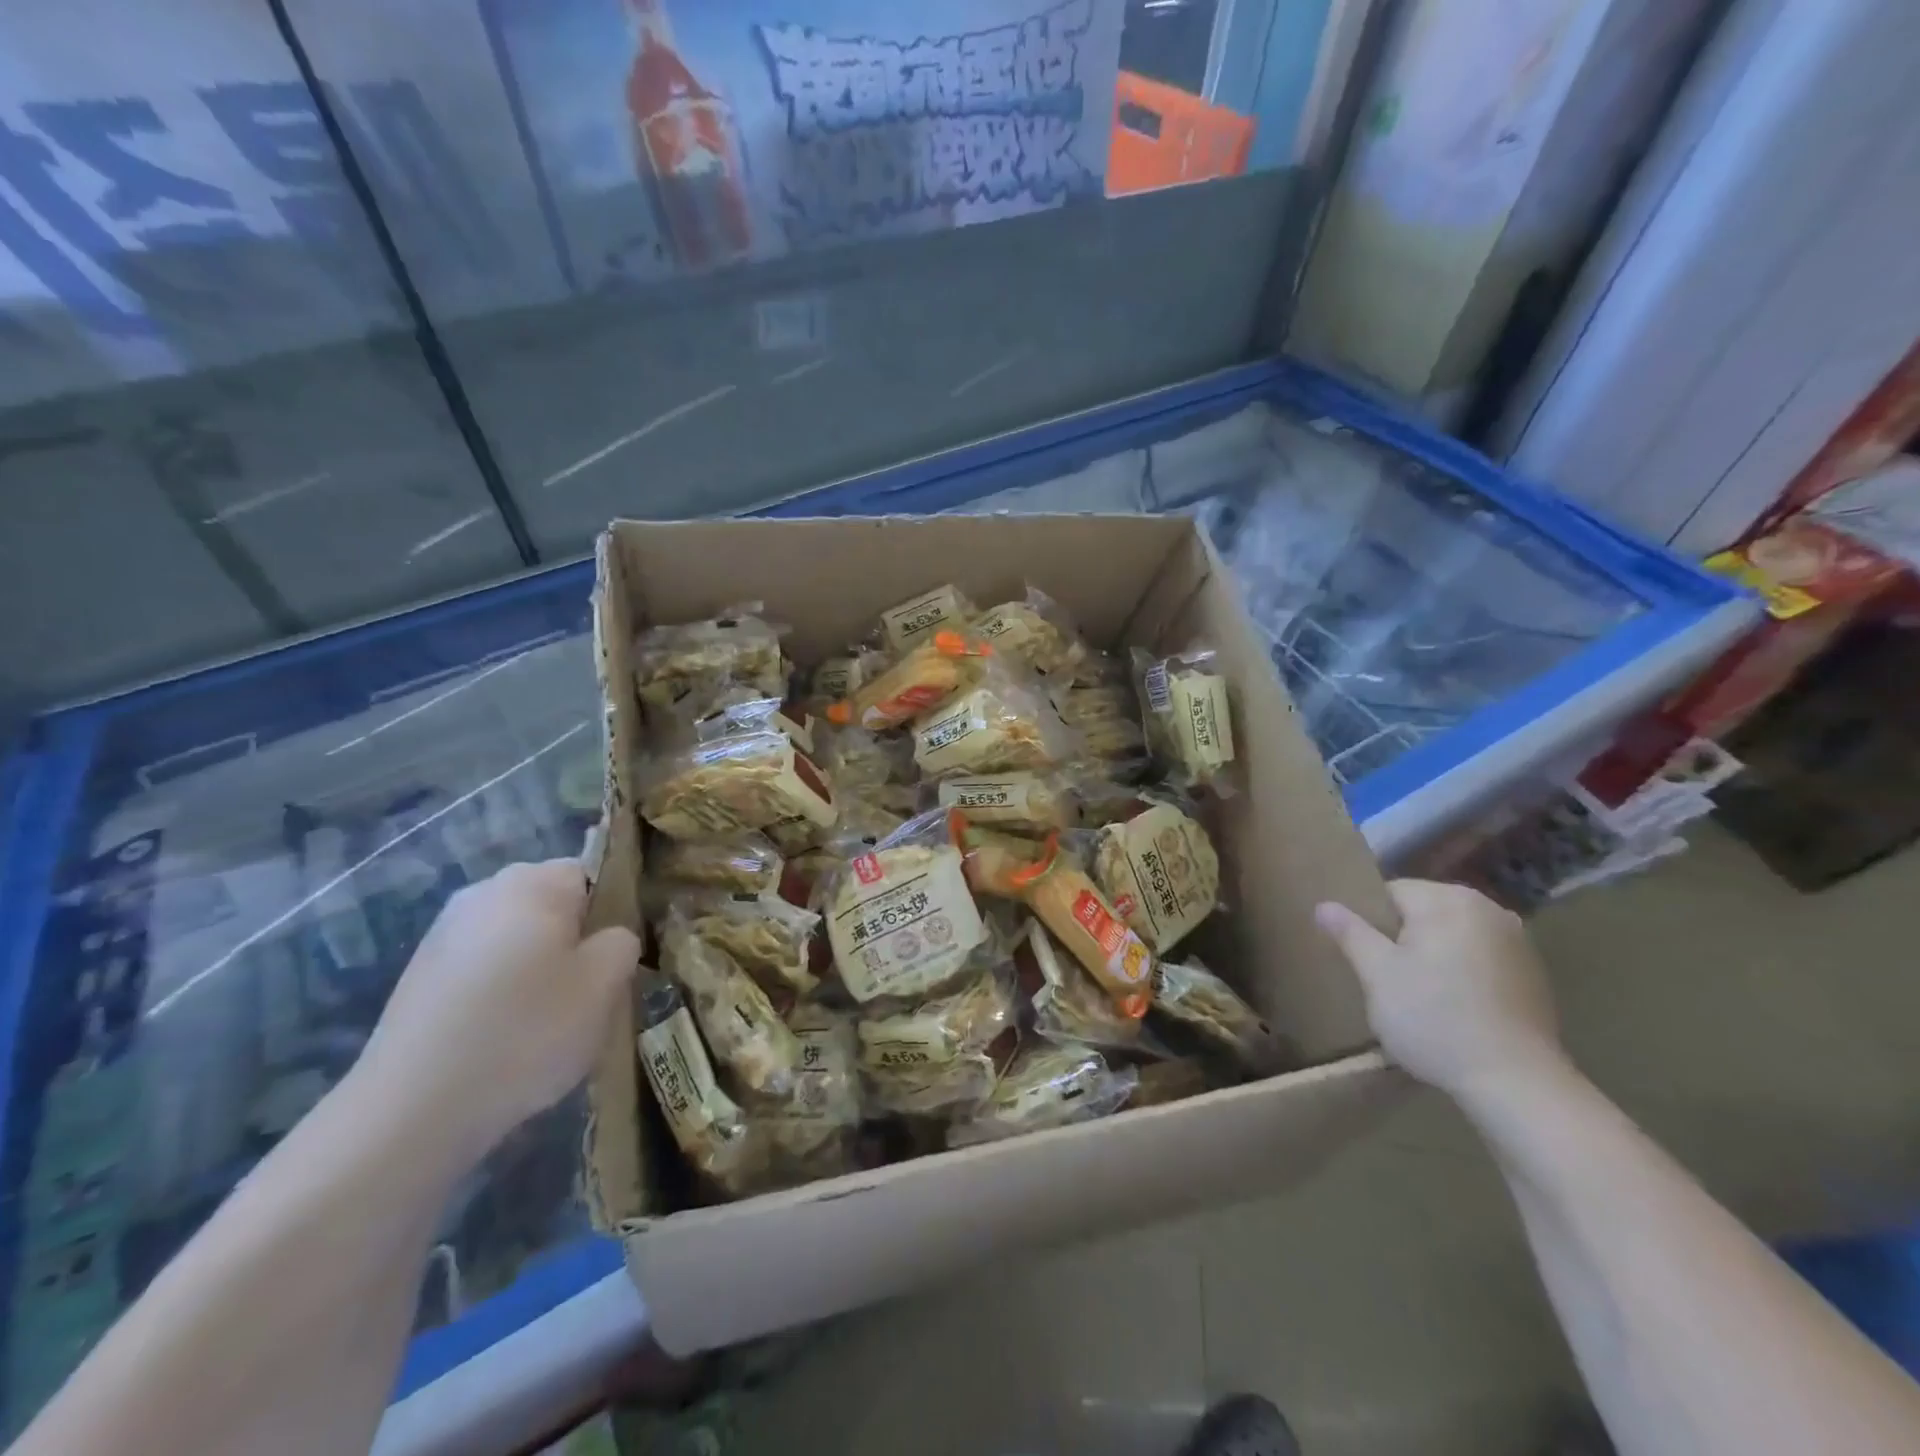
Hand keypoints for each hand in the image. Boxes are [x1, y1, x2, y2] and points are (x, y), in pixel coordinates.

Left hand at [353, 860, 639, 1160]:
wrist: (412, 1110)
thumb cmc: (526, 1031)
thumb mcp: (605, 985)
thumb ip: (623, 943)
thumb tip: (609, 937)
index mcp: (533, 882)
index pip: (593, 875)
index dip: (612, 915)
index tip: (613, 962)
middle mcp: (484, 893)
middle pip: (552, 906)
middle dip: (573, 942)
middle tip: (586, 995)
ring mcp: (444, 934)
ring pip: (517, 939)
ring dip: (537, 970)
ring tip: (544, 1024)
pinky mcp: (419, 976)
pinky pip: (484, 970)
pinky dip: (501, 994)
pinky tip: (503, 1038)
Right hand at [1315, 879, 1564, 1102]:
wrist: (1517, 1083)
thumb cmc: (1435, 1019)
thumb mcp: (1377, 975)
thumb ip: (1350, 933)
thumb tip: (1324, 905)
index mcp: (1448, 900)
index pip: (1390, 892)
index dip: (1369, 923)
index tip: (1365, 958)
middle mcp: (1488, 908)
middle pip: (1423, 912)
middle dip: (1401, 938)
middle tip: (1387, 979)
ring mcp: (1517, 941)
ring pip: (1452, 936)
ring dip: (1432, 956)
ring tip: (1419, 996)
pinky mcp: (1533, 974)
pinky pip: (1479, 958)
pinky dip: (1462, 973)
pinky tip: (1455, 1007)